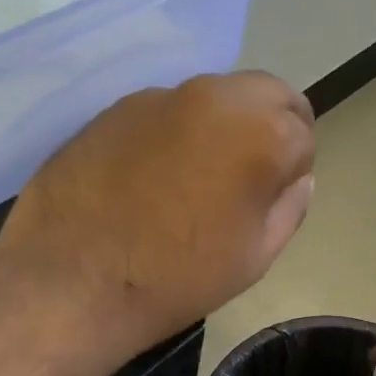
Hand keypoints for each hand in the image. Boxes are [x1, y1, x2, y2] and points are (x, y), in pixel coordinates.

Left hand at [0, 72, 315, 353]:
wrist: (71, 281)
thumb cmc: (176, 279)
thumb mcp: (255, 257)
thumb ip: (289, 206)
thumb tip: (295, 178)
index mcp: (261, 134)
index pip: (303, 133)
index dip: (293, 168)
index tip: (271, 197)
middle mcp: (215, 97)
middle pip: (266, 94)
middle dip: (271, 125)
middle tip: (248, 175)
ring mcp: (161, 96)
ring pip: (215, 96)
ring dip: (222, 124)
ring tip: (195, 177)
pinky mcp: (117, 107)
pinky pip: (167, 109)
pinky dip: (175, 130)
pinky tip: (151, 175)